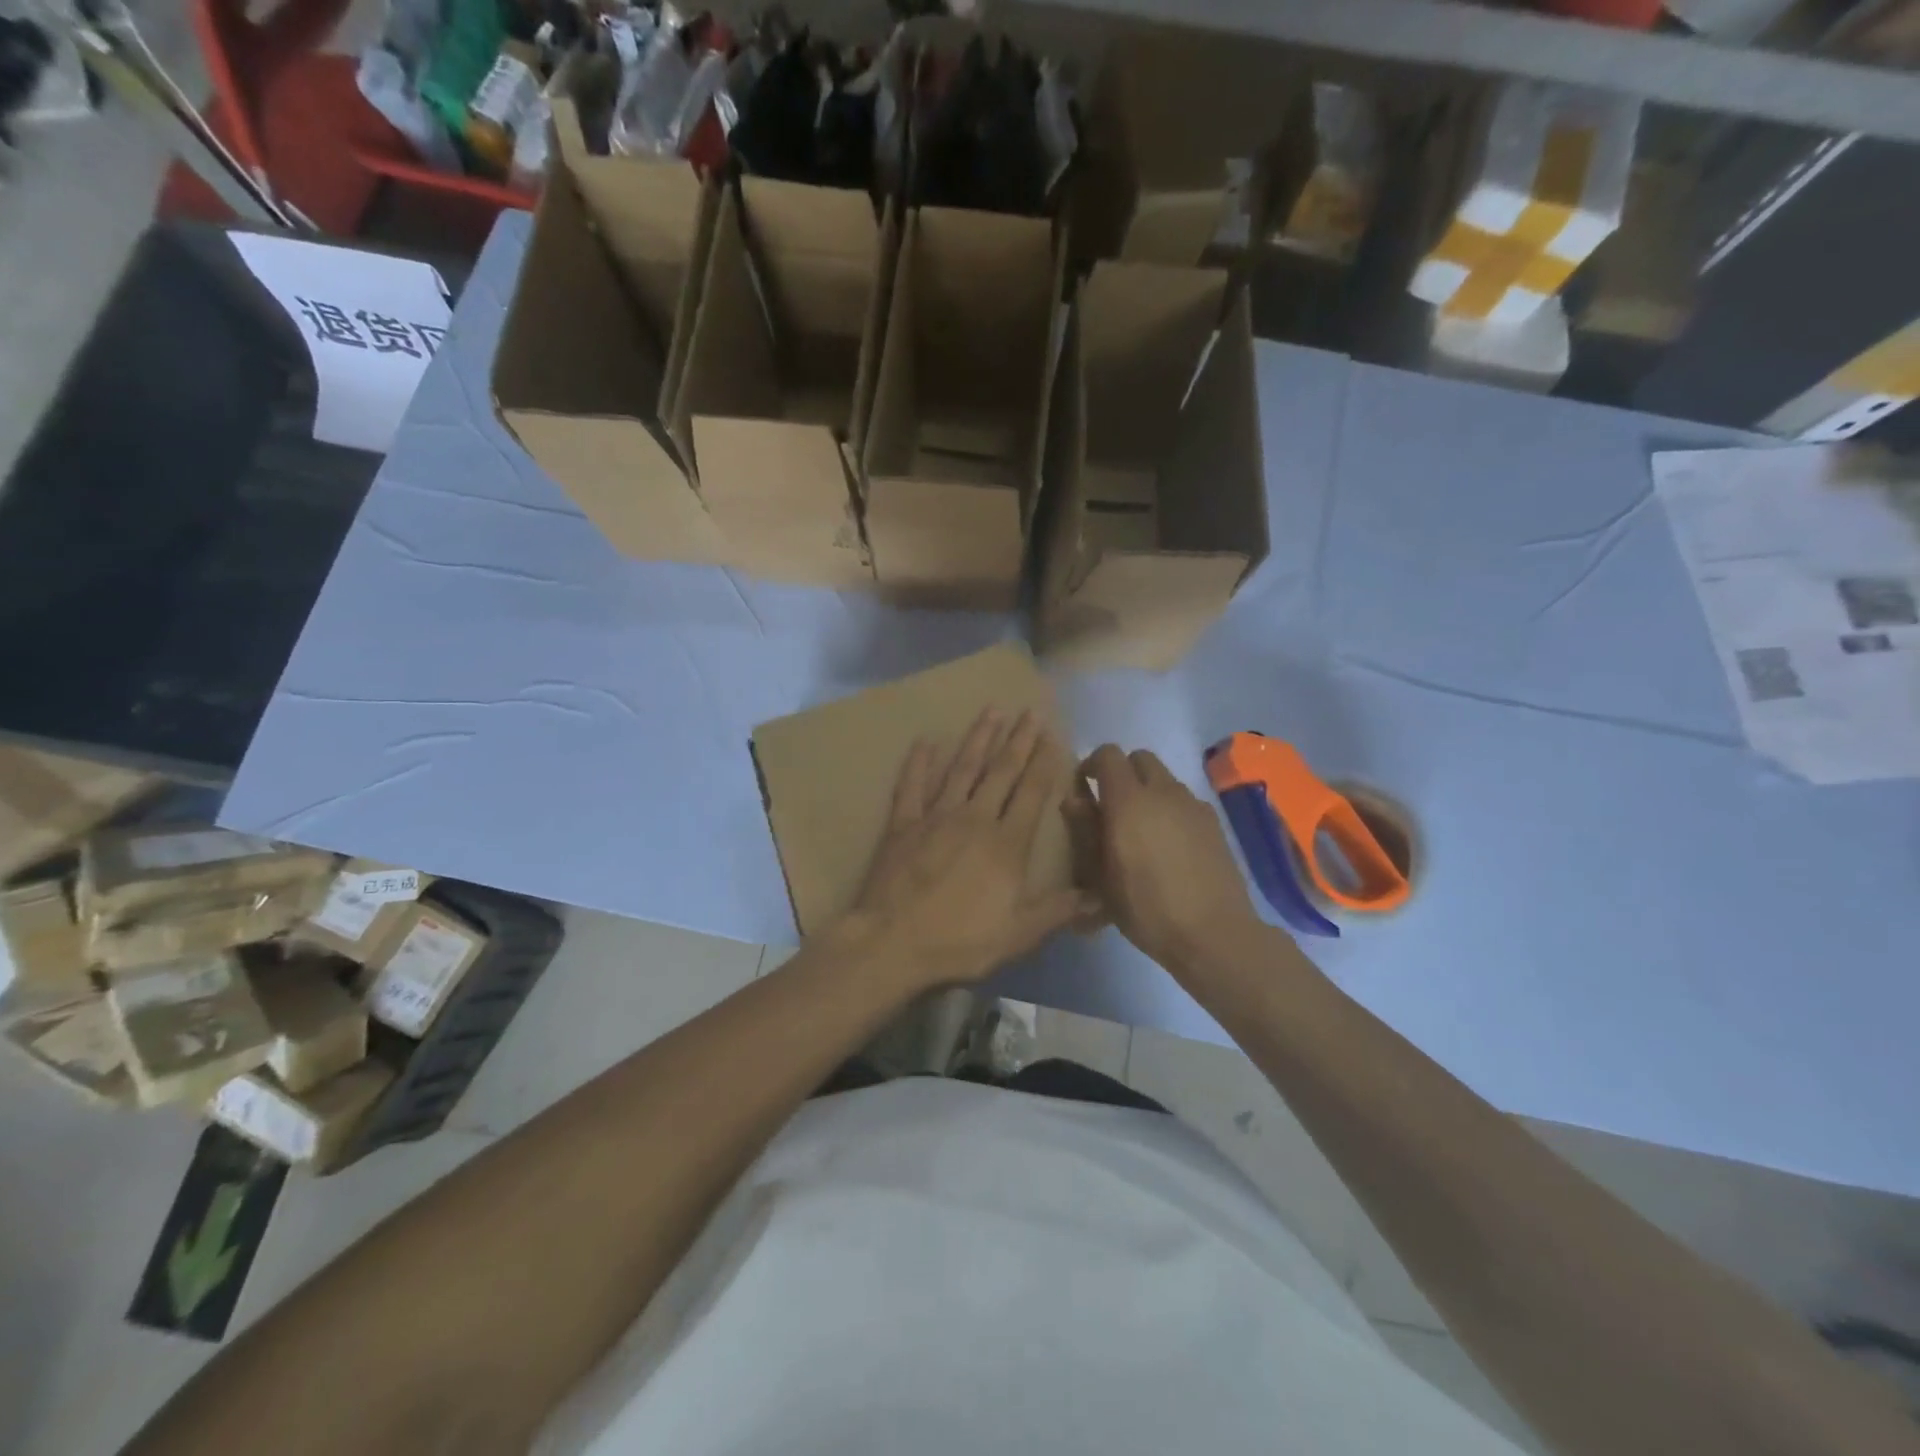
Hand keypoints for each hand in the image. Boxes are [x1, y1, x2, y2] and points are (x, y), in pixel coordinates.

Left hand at [840, 708, 1088, 992]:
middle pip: (1001, 771)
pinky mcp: (902, 824)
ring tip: (992, 710)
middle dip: (1018, 740)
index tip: (1053, 736)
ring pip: (962, 768)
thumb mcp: (1019, 934)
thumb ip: (1058, 910)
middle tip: (1029, 711)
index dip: (1044, 763)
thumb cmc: (960, 941)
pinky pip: (912, 785)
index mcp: (1006, 843)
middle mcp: (974, 818)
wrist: (892, 943)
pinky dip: (919, 763)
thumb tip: (1100, 897)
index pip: (1032, 793)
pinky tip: (926, 741)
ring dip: (978, 738)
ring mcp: (935, 816)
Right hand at [1071, 745, 1266, 968]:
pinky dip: (1171, 809)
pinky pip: (1185, 800)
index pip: (1108, 755)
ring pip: (1165, 778)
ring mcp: (1193, 805)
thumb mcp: (1101, 876)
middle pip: (1140, 757)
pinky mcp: (1214, 822)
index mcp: (1128, 801)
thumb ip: (1085, 831)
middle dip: (1123, 771)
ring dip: (1148, 790)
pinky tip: (1170, 845)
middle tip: (1112, 805)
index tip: (1084, 788)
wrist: (1213, 933)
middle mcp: (1163, 792)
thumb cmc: (1146, 908)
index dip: (1092, 764)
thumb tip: (1074, 799)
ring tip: (1142, 829)